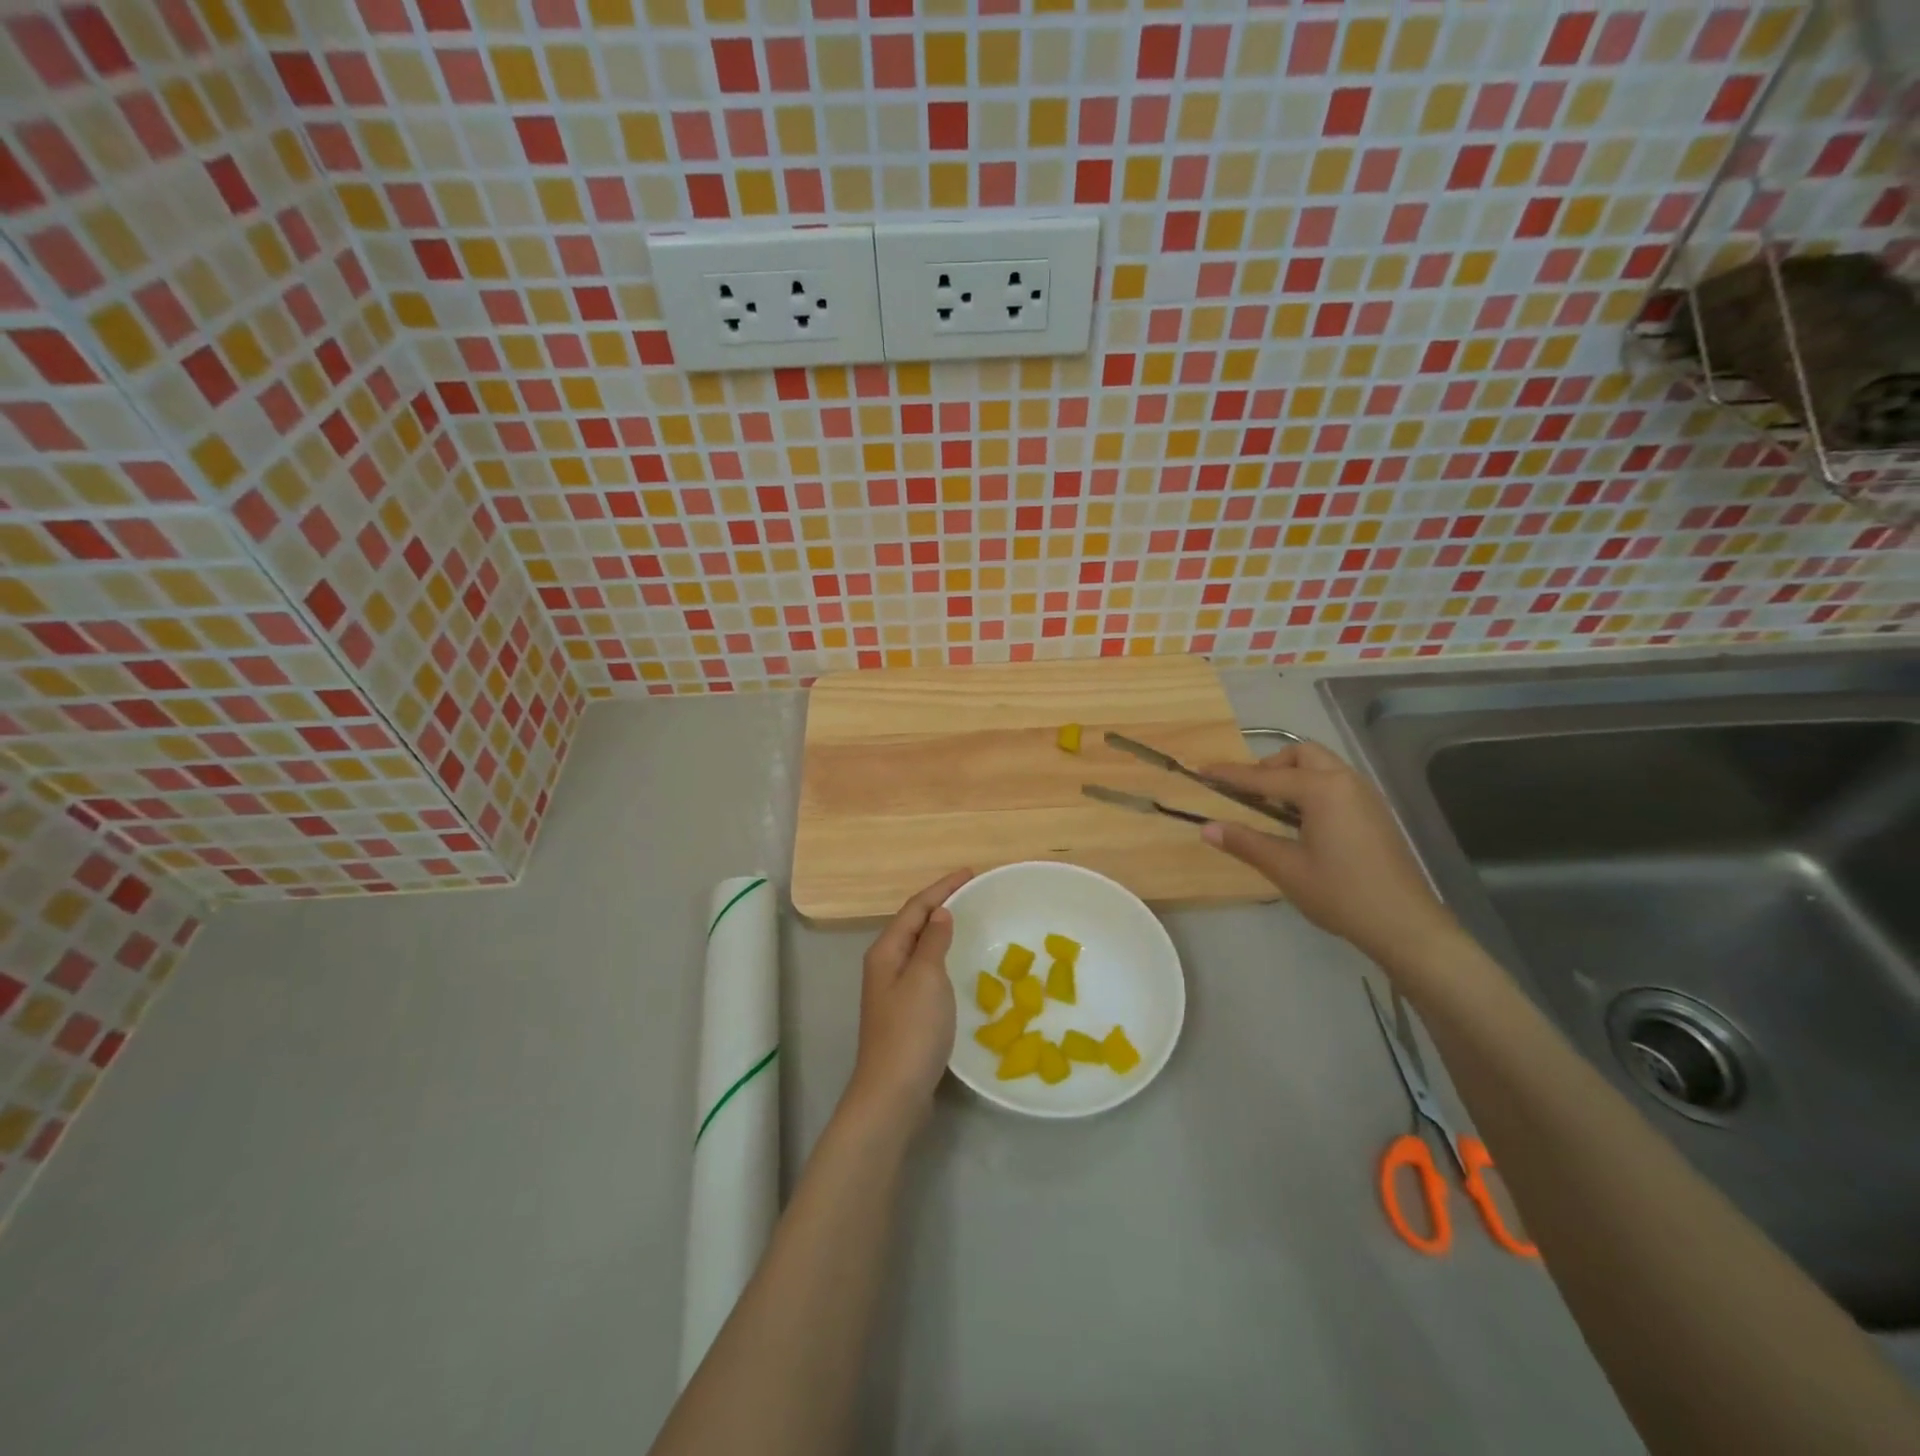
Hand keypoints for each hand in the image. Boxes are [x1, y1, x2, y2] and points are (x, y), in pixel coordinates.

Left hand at [843, 869, 971, 1131]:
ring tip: (968, 918)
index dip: (942, 887)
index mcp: (886, 951)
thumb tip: (940, 913)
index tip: (971, 872)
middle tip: (972, 891)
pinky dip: (941, 955)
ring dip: (940, 929)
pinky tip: (957, 963)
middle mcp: (885, 965)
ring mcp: (892, 990)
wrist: (893, 1093)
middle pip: (913, 923)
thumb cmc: (911, 1030)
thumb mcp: (926, 978)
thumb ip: (933, 942)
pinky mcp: (904, 1012)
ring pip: (918, 947)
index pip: (915, 907)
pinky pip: (925, 969)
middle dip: (940, 903)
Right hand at [1199, 742, 1457, 966]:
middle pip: (1302, 754)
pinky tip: (1303, 821)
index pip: (1265, 777)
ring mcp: (1365, 796)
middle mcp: (1346, 781)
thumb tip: (1207, 828)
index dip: (1231, 775)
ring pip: (1323, 766)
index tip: (1203, 770)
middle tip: (1248, 792)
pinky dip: (1313, 788)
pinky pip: (1337, 783)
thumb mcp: (1286, 868)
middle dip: (1270, 766)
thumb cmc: (1340, 893)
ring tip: (1273, 807)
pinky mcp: (1375, 813)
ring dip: (1293, 775)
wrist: (1405, 924)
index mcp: (1322, 789)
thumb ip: (1246, 843)